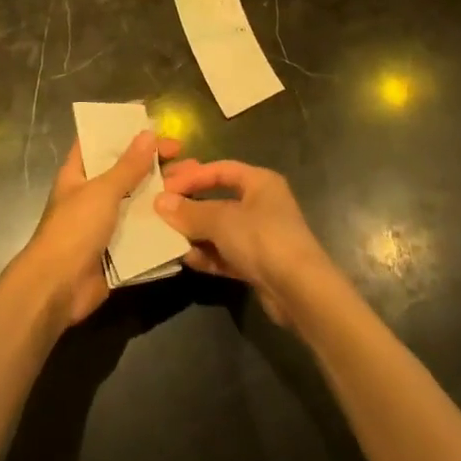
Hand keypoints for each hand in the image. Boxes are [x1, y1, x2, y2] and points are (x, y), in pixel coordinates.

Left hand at [17, 132, 180, 330]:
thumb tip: (148, 133)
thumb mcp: (102, 191)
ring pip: (138, 202)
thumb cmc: (74, 229)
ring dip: (163, 193)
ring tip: (194, 182)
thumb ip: (127, 166)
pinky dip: (161, 224)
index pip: (98, 143)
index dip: (122, 130)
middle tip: (184, 154)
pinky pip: (143, 231)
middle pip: (125, 172)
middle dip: (153, 163)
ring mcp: (105, 224)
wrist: (58, 288)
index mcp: (78, 174)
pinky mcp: (118, 249)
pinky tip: (187, 216)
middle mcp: (92, 195)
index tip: (152, 122)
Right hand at [156, 161, 338, 326]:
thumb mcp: (221, 220)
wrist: (300, 290)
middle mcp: (262, 204)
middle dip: (191, 206)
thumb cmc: (262, 239)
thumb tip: (160, 202)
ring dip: (196, 234)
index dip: (191, 176)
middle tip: (160, 211)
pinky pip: (226, 254)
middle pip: (219, 200)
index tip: (164, 186)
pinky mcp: (259, 264)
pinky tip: (187, 260)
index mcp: (260, 182)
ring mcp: (261, 236)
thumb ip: (189, 212)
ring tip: (168, 237)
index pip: (219, 170)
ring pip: (221, 230)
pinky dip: (208, 256)